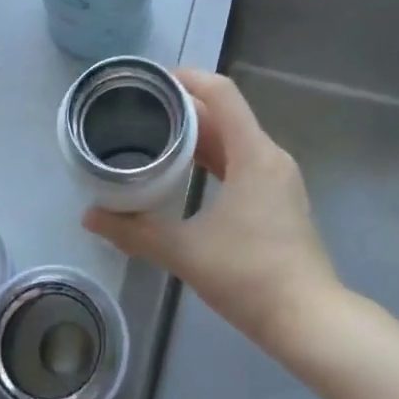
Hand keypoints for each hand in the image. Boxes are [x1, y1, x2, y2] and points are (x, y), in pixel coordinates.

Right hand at [82, 69, 341, 353]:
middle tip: (141, 112)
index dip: (188, 78)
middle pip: (226, 115)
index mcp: (253, 154)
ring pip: (235, 140)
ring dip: (199, 136)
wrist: (308, 320)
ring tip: (157, 137)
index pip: (222, 93)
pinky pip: (243, 162)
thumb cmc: (249, 276)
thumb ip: (134, 232)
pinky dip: (215, 159)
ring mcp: (279, 178)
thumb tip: (90, 217)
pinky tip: (187, 174)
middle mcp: (270, 156)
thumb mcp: (185, 252)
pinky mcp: (280, 199)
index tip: (152, 81)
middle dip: (184, 109)